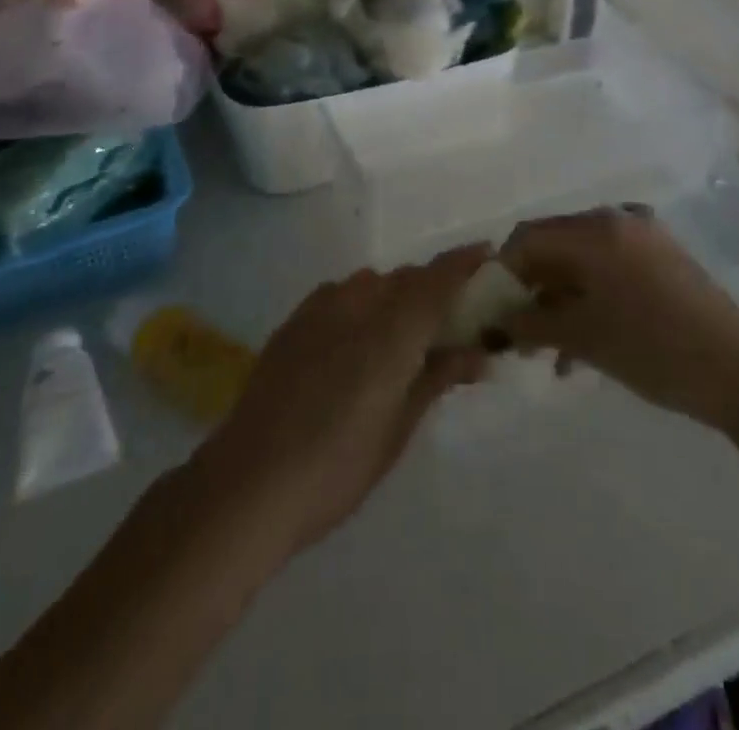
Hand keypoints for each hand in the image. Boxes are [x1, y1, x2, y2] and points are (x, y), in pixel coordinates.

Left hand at [196, 245, 490, 556]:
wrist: (248, 482)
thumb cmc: (337, 468)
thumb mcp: (399, 428)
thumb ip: (438, 377)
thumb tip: (479, 352)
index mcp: (392, 328)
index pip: (439, 278)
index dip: (466, 262)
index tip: (490, 255)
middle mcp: (359, 303)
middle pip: (407, 278)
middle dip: (435, 286)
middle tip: (454, 315)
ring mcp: (321, 307)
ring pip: (374, 282)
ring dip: (398, 294)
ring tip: (408, 329)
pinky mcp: (295, 320)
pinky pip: (342, 294)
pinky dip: (364, 302)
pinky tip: (361, 335)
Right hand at [499, 207, 738, 433]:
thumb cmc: (655, 349)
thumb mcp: (584, 338)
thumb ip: (532, 323)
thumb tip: (499, 322)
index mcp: (595, 230)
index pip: (528, 238)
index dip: (503, 273)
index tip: (494, 313)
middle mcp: (616, 220)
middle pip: (554, 245)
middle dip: (531, 288)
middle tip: (519, 334)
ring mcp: (643, 237)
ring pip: (581, 260)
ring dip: (560, 299)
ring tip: (550, 351)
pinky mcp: (663, 258)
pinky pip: (610, 268)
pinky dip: (590, 297)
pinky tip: (584, 345)